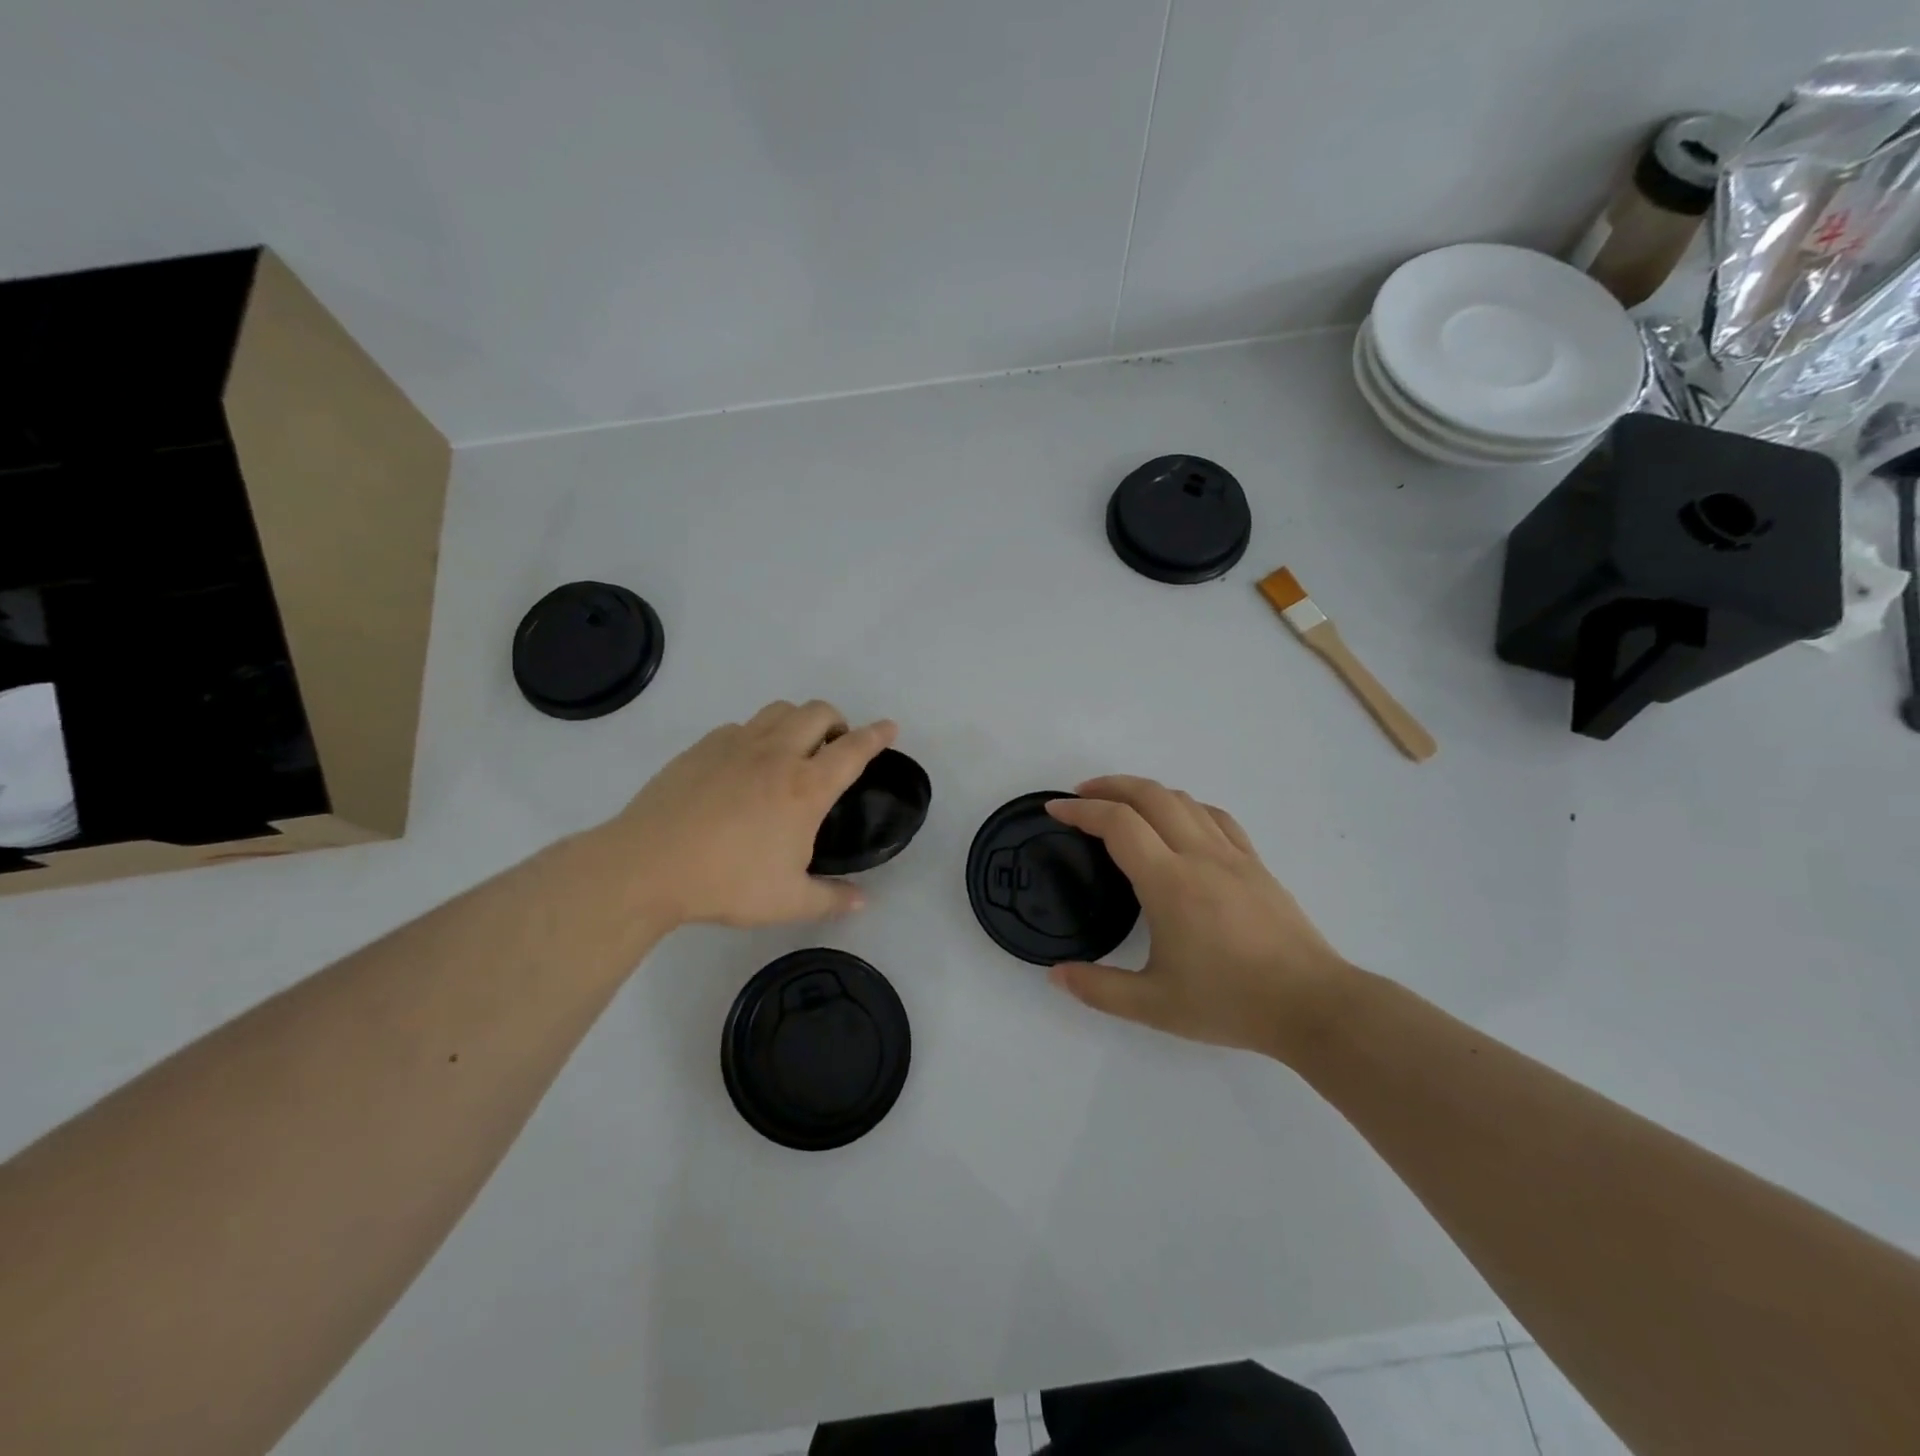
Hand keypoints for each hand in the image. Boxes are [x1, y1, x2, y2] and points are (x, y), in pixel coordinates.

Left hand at [598, 701, 897, 929]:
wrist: (648, 865)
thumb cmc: (727, 883)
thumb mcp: (788, 902)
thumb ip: (831, 899)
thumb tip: (862, 902)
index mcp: (806, 788)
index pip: (854, 750)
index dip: (877, 735)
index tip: (890, 727)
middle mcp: (778, 754)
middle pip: (818, 712)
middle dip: (838, 720)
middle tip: (836, 746)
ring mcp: (737, 744)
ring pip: (780, 710)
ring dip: (799, 720)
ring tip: (795, 748)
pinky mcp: (703, 747)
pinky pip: (742, 726)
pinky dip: (758, 734)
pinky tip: (746, 764)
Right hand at [1044, 777, 1353, 1056]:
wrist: (1313, 1006)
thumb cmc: (1231, 1002)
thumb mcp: (1154, 1006)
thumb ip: (1099, 989)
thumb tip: (1056, 975)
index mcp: (1169, 882)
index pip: (1118, 824)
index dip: (1081, 810)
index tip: (1055, 808)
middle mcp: (1199, 856)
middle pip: (1150, 795)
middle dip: (1109, 786)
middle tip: (1080, 795)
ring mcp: (1233, 856)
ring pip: (1184, 800)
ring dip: (1146, 791)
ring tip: (1122, 804)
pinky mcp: (1256, 865)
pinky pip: (1216, 817)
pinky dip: (1185, 806)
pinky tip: (1180, 822)